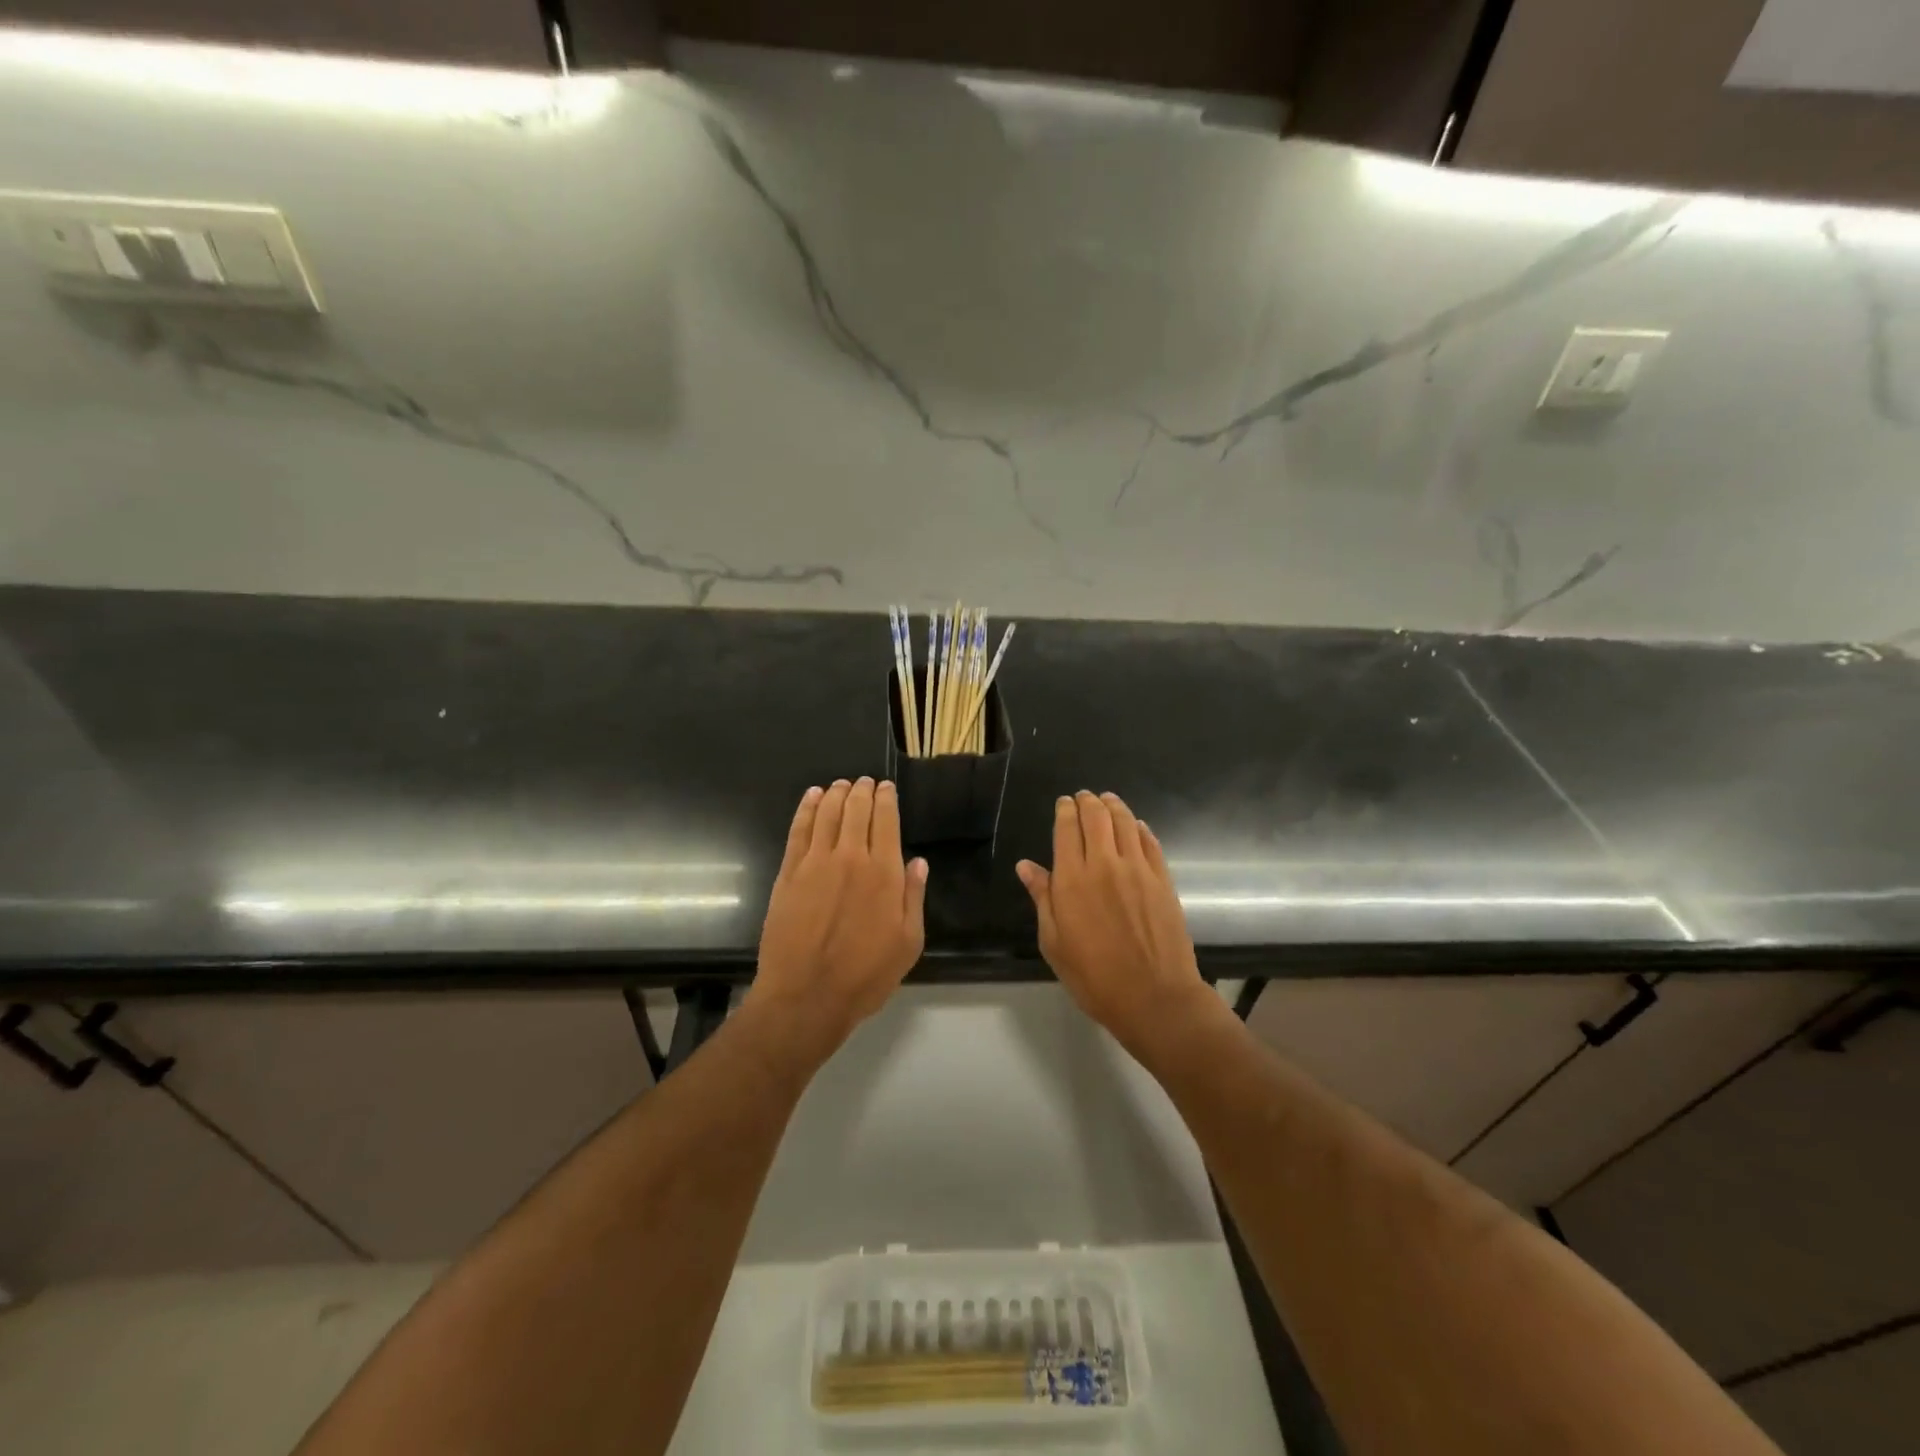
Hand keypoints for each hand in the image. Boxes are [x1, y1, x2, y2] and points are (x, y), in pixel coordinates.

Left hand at [746, 778, 927, 1065]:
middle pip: (855, 810)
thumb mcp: (908, 943)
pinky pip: (799, 830)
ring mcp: (815, 863)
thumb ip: (913, 897)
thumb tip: (918, 862)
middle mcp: (850, 858)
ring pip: (827, 814)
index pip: (886, 821)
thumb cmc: (865, 975)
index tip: (885, 787)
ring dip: (835, 794)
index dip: (886, 799)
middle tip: (864, 781)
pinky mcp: (788, 873)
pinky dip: (806, 809)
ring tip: (840, 784)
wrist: (806, 996)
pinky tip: (811, 798)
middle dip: (862, 791)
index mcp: (883, 873)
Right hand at [1017, 791, 1216, 1058]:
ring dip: (1114, 806)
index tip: (1063, 803)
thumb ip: (1042, 898)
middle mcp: (1105, 864)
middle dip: (1088, 802)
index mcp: (1072, 879)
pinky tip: (1136, 826)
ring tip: (1108, 800)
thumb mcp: (1054, 942)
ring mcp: (1138, 869)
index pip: (1067, 829)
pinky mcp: (1163, 879)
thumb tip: (1026, 866)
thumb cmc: (1094, 976)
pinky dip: (1140, 828)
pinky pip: (1150, 842)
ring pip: (1125, 823)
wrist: (1154, 997)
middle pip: (1097, 817)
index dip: (1065, 810)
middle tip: (1084, 797)